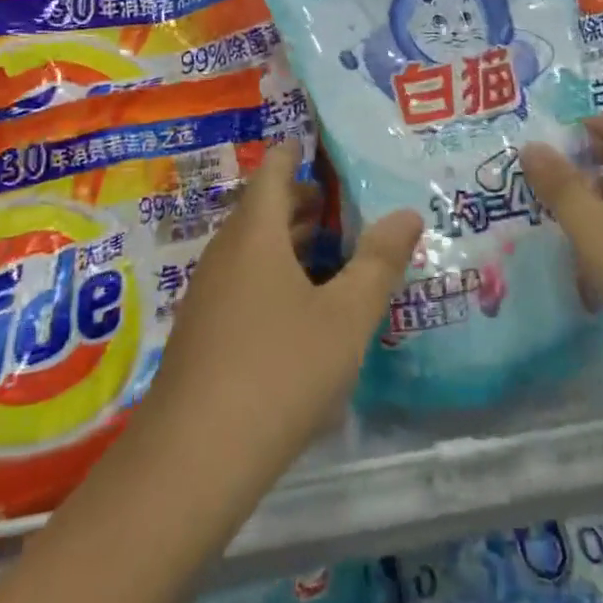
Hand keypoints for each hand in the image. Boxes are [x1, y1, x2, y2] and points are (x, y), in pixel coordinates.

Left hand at [139, 139, 421, 499]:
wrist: (195, 458)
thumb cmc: (280, 370)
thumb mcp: (346, 316)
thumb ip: (378, 262)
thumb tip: (407, 213)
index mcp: (255, 236)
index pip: (271, 173)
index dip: (291, 154)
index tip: (310, 144)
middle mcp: (224, 256)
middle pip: (259, 211)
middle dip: (296, 201)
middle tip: (335, 200)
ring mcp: (206, 296)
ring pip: (249, 251)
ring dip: (285, 242)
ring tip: (327, 249)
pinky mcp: (201, 334)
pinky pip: (241, 283)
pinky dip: (271, 276)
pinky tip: (298, 310)